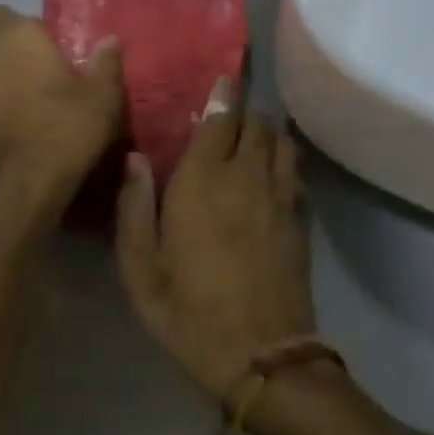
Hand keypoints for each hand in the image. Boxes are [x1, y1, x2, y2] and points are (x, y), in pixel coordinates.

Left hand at [0, 6, 123, 216]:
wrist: (23, 184)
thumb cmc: (67, 130)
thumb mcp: (103, 97)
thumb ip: (105, 64)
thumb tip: (109, 40)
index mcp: (17, 37)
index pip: (4, 13)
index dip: (20, 28)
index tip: (42, 47)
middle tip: (23, 68)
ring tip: (9, 97)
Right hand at [115, 90, 314, 399]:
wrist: (261, 356)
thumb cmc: (189, 314)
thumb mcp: (140, 270)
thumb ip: (134, 209)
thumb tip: (136, 158)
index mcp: (202, 182)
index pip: (220, 118)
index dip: (222, 93)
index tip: (220, 78)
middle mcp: (246, 177)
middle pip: (256, 122)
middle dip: (242, 111)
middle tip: (223, 116)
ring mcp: (280, 197)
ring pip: (280, 141)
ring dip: (264, 133)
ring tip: (246, 141)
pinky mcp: (299, 219)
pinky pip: (294, 171)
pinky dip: (282, 160)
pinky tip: (268, 176)